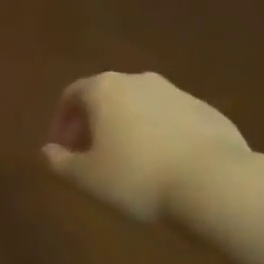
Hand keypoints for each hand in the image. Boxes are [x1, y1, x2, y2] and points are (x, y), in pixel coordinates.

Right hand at [42, 71, 250, 221]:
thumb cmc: (137, 177)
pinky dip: (159, 135)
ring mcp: (176, 92)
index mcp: (104, 89)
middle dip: (94, 124)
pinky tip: (164, 165)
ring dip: (127, 128)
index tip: (61, 150)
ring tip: (129, 163)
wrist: (215, 182)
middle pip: (106, 97)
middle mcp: (138, 81)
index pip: (71, 95)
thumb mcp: (87, 178)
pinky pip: (171, 119)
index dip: (61, 123)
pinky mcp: (206, 110)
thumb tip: (47, 151)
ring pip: (140, 107)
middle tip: (91, 156)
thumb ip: (60, 162)